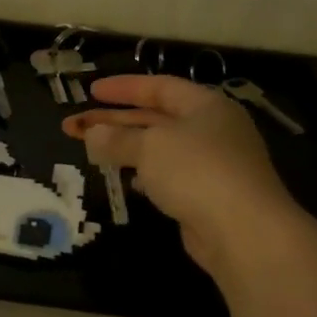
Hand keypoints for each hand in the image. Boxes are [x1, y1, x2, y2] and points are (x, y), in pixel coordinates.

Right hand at [63, 75, 301, 271]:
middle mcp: (212, 129)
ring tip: (92, 151)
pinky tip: (127, 180)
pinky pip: (169, 175)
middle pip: (155, 118)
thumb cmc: (196, 171)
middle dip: (113, 121)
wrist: (242, 230)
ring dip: (125, 147)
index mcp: (205, 106)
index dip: (124, 88)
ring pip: (159, 148)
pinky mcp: (207, 195)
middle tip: (74, 126)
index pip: (160, 86)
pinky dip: (144, 173)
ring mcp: (211, 164)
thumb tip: (92, 134)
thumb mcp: (149, 147)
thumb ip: (117, 138)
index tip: (91, 91)